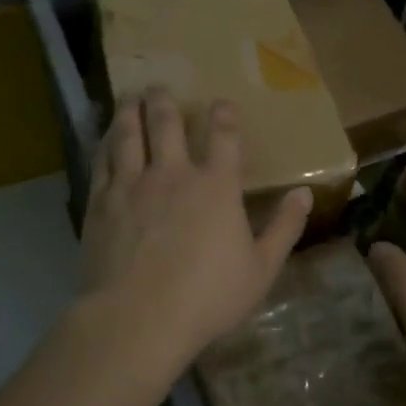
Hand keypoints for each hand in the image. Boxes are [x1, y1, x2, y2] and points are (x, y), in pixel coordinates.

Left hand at [77, 89, 311, 375]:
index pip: (223, 137)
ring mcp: (133, 185)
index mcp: (216, 186)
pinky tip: (105, 136)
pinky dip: (105, 142)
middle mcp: (173, 173)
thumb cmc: (206, 297)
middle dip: (165, 101)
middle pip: (167, 123)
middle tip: (159, 87)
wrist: (137, 319)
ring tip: (130, 96)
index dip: (223, 115)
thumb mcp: (261, 269)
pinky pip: (103, 161)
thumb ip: (284, 228)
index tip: (221, 103)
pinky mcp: (101, 202)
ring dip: (131, 111)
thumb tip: (304, 192)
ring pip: (130, 134)